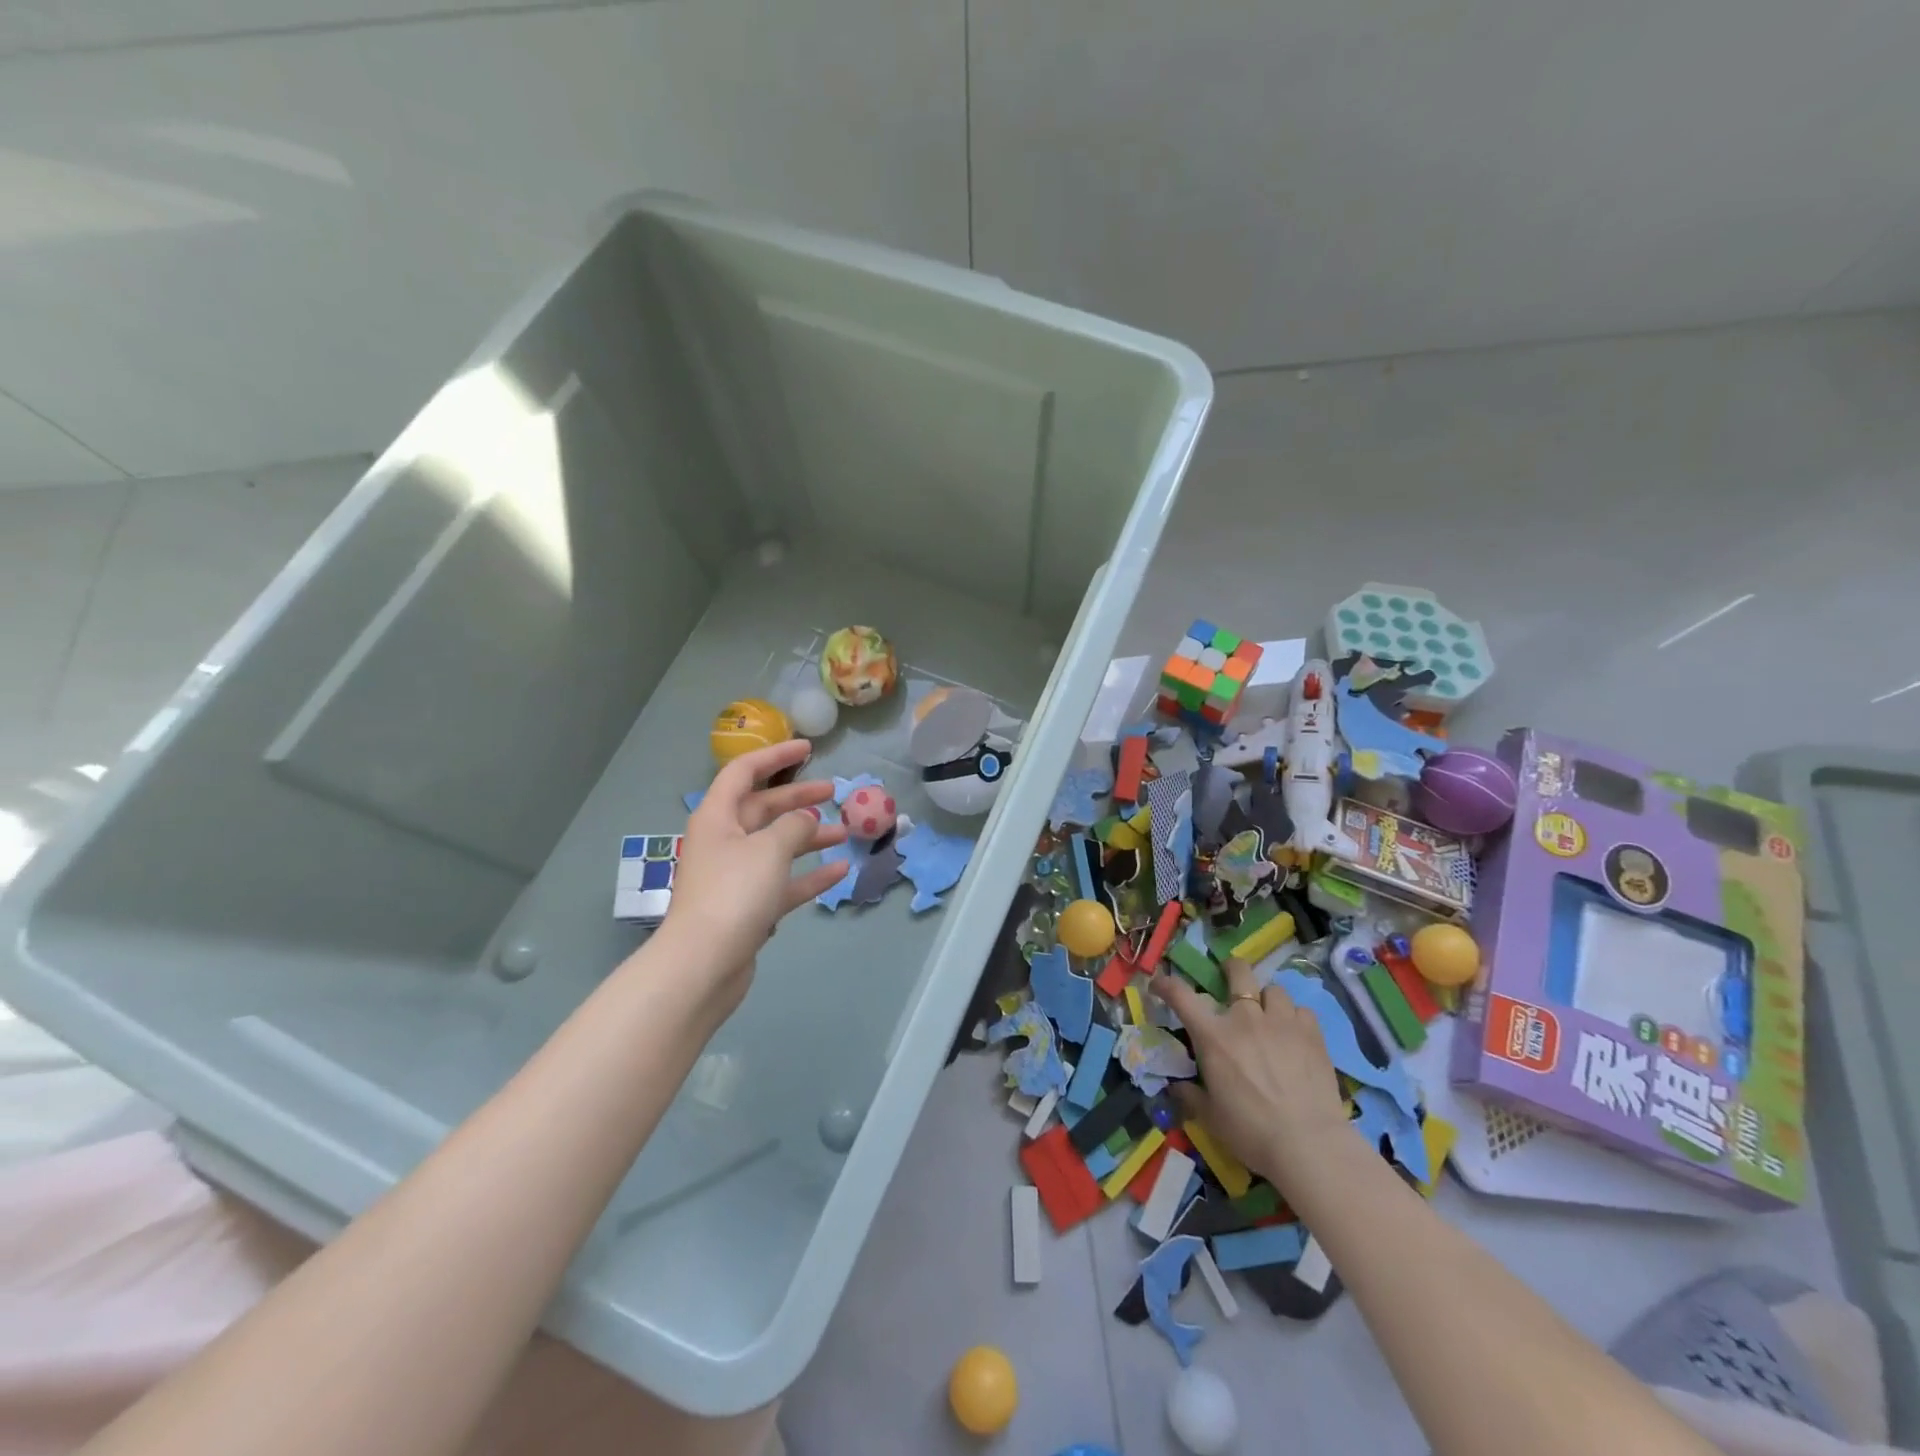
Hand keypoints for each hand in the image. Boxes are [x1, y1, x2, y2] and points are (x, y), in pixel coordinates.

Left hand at [650, 738, 847, 1014]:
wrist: (704, 964)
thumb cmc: (733, 892)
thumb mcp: (770, 848)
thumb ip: (794, 826)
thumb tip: (806, 821)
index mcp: (718, 817)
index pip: (744, 772)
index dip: (775, 756)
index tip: (808, 748)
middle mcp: (724, 842)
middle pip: (763, 809)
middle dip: (798, 799)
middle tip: (834, 792)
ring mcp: (735, 877)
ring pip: (776, 846)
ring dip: (809, 838)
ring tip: (845, 833)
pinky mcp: (748, 908)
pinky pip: (783, 882)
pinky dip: (809, 875)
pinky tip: (840, 871)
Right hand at [1152, 956, 1348, 1193]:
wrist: (1308, 1146)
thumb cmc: (1251, 1132)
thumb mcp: (1210, 1117)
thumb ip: (1191, 1096)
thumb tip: (1177, 1087)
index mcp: (1213, 1037)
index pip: (1181, 996)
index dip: (1166, 984)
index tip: (1160, 984)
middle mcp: (1245, 1018)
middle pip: (1238, 972)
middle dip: (1231, 969)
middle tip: (1230, 977)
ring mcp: (1281, 1022)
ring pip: (1274, 990)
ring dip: (1267, 999)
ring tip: (1269, 1015)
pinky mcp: (1312, 1034)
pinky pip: (1302, 1011)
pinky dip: (1295, 1018)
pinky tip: (1296, 1034)